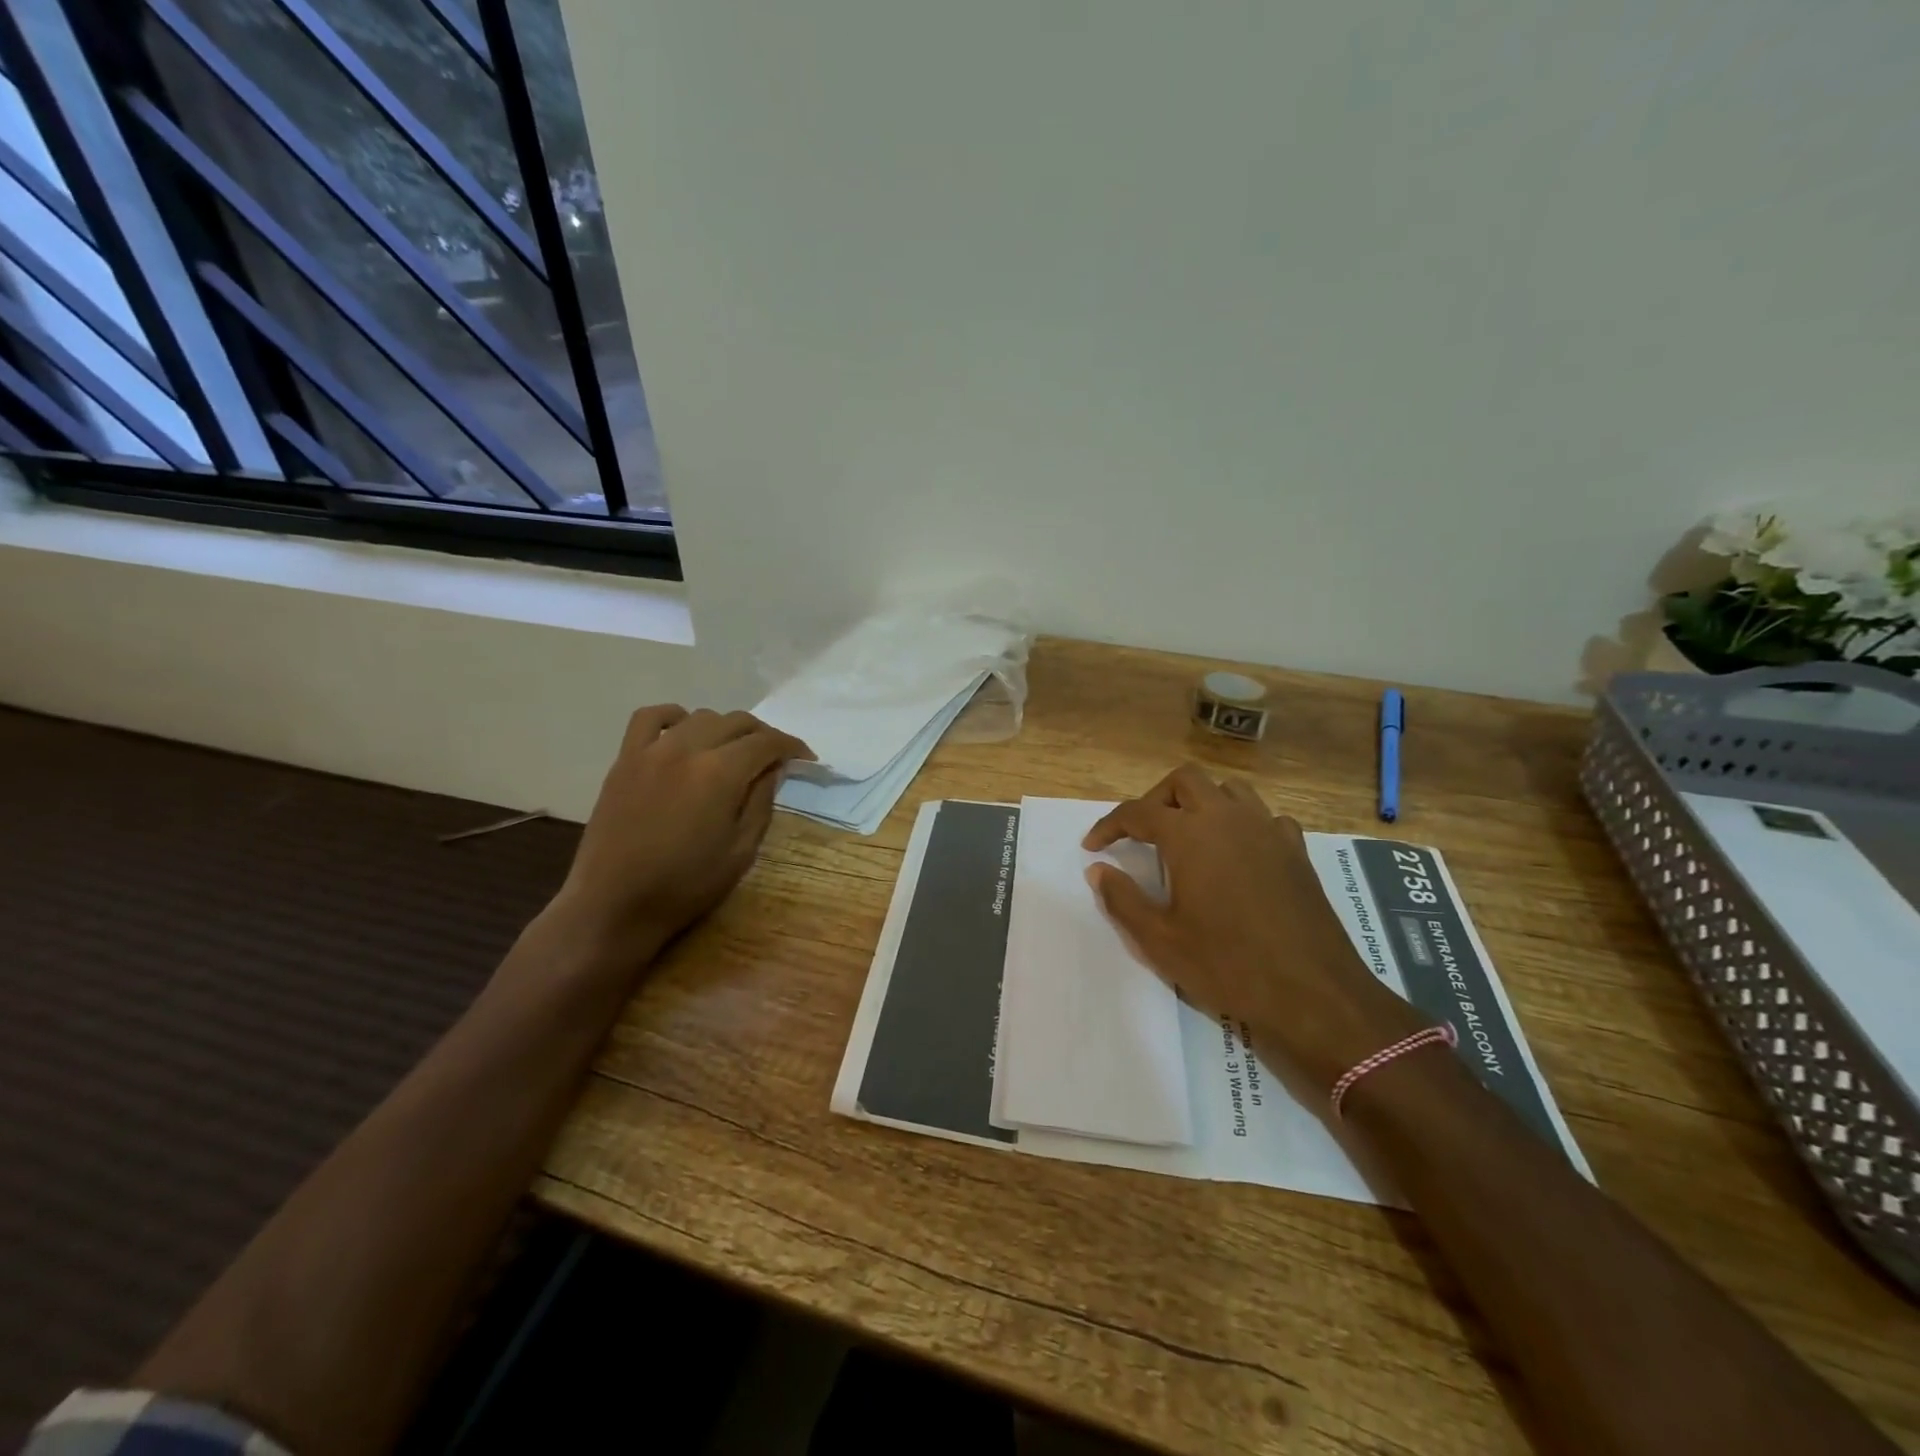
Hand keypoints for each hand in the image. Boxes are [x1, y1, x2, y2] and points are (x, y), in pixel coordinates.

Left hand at [547, 706, 812, 965]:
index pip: (766, 742)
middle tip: (774, 757)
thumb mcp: (741, 850)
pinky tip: (683, 731)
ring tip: (732, 750)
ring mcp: (651, 751)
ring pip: (699, 717)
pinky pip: (649, 718)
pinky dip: (673, 717)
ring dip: (725, 728)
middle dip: (763, 735)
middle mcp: (687, 749)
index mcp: (720, 773)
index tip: (805, 758)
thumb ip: (761, 801)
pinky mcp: (624, 760)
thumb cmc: (686, 885)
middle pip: (736, 722)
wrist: (615, 904)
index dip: (791, 746)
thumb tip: (772, 769)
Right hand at [1083, 765, 1430, 1097]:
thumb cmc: (1227, 965)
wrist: (1312, 993)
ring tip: (1188, 836)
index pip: (1138, 812)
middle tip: (1141, 834)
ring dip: (1201, 803)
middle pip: (1185, 781)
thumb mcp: (1159, 940)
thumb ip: (1122, 899)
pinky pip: (1264, 817)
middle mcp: (1228, 818)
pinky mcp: (1296, 851)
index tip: (1093, 847)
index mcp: (1189, 834)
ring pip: (1228, 790)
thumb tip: (1098, 870)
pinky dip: (1243, 824)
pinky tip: (1237, 853)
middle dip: (1156, 800)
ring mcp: (1268, 830)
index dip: (1109, 825)